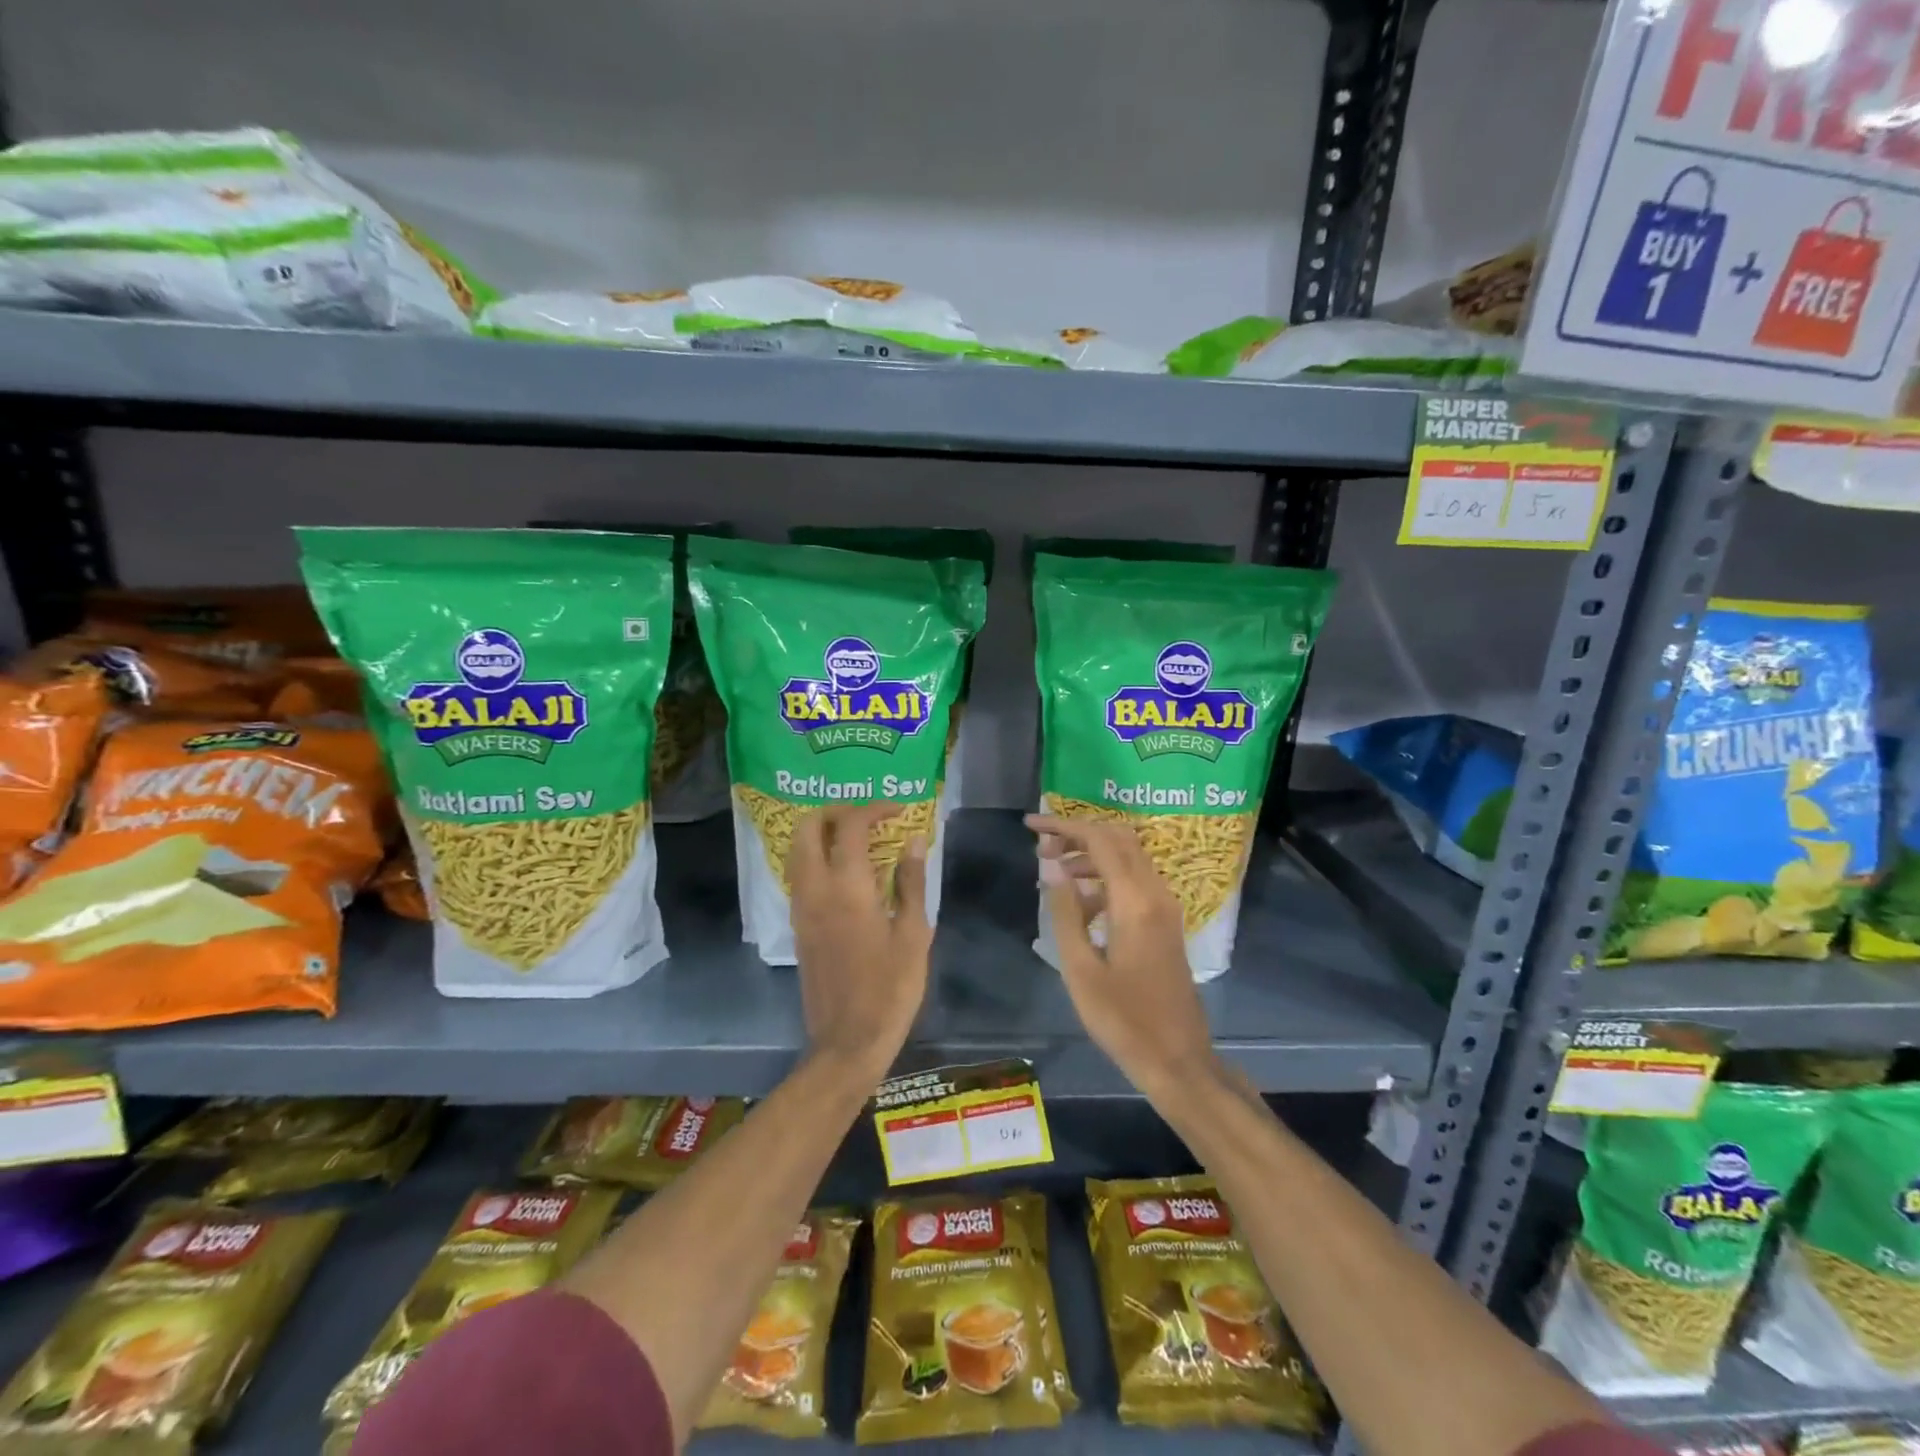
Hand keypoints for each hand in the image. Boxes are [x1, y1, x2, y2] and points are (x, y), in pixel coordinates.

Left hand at [788, 804, 933, 1079]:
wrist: (848, 1041)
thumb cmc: (891, 988)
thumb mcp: (913, 934)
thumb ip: (911, 882)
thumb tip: (914, 840)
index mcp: (847, 888)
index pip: (850, 826)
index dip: (875, 809)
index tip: (900, 811)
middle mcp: (815, 889)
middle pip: (808, 827)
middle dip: (837, 811)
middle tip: (870, 817)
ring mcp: (801, 907)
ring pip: (798, 849)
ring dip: (824, 832)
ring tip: (860, 839)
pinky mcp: (799, 925)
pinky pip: (801, 873)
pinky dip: (818, 856)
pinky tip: (848, 871)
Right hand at [1026, 814, 1217, 1096]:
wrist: (1177, 1058)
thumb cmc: (1122, 1019)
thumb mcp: (1080, 969)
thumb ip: (1065, 912)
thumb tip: (1052, 868)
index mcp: (1134, 901)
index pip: (1099, 840)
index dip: (1063, 826)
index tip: (1031, 826)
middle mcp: (1155, 893)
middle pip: (1118, 839)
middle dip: (1078, 834)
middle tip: (1042, 848)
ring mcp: (1165, 907)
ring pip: (1128, 858)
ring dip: (1091, 855)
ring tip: (1052, 872)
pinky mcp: (1165, 922)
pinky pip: (1135, 881)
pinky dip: (1106, 877)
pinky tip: (1079, 903)